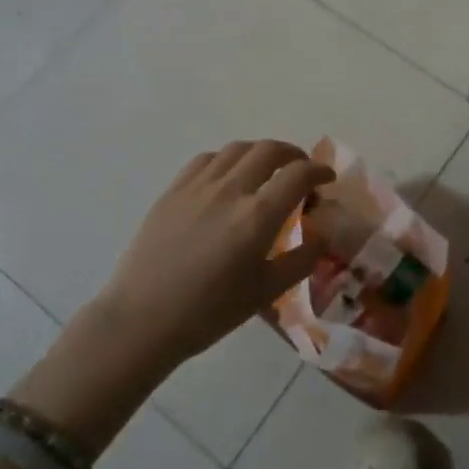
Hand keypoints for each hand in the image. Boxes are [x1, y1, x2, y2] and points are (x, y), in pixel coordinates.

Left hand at [96, 140, 333, 368]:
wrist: (143, 319)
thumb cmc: (209, 312)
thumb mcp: (266, 292)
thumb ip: (301, 260)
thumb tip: (322, 237)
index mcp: (257, 216)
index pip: (298, 174)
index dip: (318, 170)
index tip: (326, 179)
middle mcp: (230, 190)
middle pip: (269, 150)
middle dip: (293, 154)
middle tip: (300, 170)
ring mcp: (198, 186)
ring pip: (237, 148)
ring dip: (260, 152)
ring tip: (266, 169)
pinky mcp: (173, 190)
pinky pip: (207, 159)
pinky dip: (228, 159)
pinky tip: (228, 177)